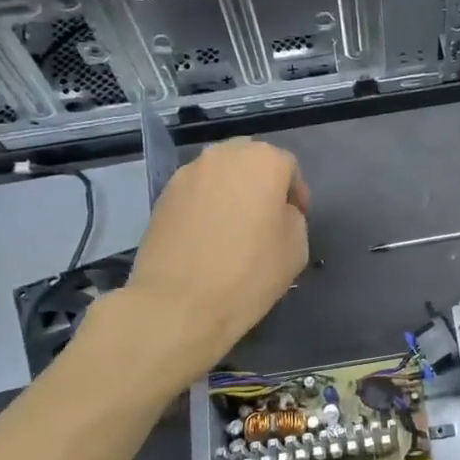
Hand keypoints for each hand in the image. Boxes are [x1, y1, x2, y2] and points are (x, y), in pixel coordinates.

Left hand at [120, 139, 309, 379]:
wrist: (178, 303)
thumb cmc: (249, 273)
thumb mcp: (297, 247)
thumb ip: (293, 217)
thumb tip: (276, 213)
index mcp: (263, 161)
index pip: (288, 167)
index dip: (296, 194)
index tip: (295, 220)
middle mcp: (223, 155)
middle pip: (251, 161)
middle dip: (261, 184)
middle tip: (265, 219)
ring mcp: (187, 174)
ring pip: (220, 175)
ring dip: (232, 192)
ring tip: (233, 228)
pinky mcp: (162, 196)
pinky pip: (196, 192)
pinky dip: (206, 206)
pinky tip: (207, 237)